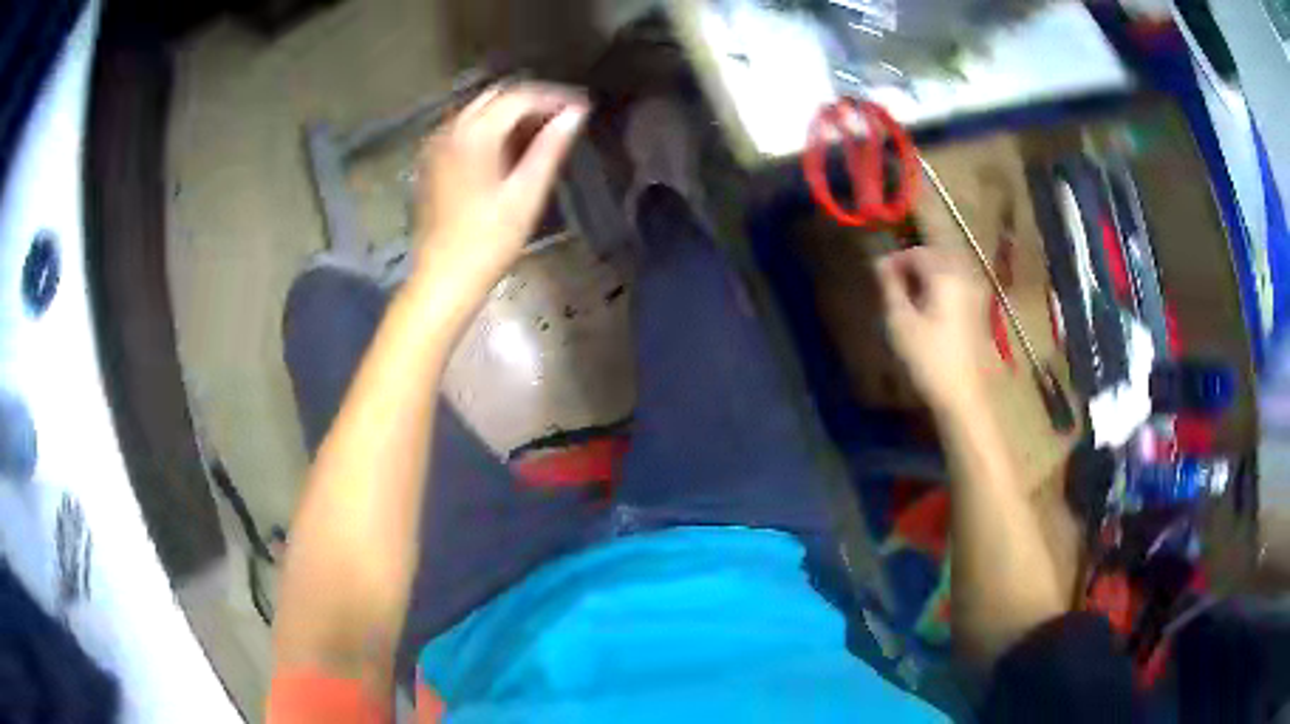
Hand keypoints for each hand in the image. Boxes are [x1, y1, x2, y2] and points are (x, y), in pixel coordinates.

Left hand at [414, 82, 588, 300]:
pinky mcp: (430, 162)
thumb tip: (575, 113)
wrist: (442, 278)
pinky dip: (488, 127)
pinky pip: (463, 128)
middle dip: (531, 100)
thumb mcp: (526, 194)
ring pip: (477, 110)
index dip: (553, 98)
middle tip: (563, 117)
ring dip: (509, 113)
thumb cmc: (489, 241)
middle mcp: (450, 129)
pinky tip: (508, 148)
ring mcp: (435, 145)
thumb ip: (550, 147)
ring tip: (541, 132)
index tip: (581, 107)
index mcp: (475, 134)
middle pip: (496, 96)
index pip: (519, 97)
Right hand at [876, 246, 990, 413]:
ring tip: (910, 295)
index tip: (878, 275)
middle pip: (936, 257)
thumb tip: (880, 263)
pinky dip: (942, 287)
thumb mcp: (900, 322)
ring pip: (949, 270)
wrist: (964, 395)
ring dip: (929, 276)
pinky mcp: (980, 311)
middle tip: (893, 283)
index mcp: (945, 275)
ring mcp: (976, 294)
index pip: (917, 253)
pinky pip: (958, 285)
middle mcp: (965, 277)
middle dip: (914, 265)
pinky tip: (930, 307)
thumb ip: (890, 287)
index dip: (896, 260)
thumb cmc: (929, 359)